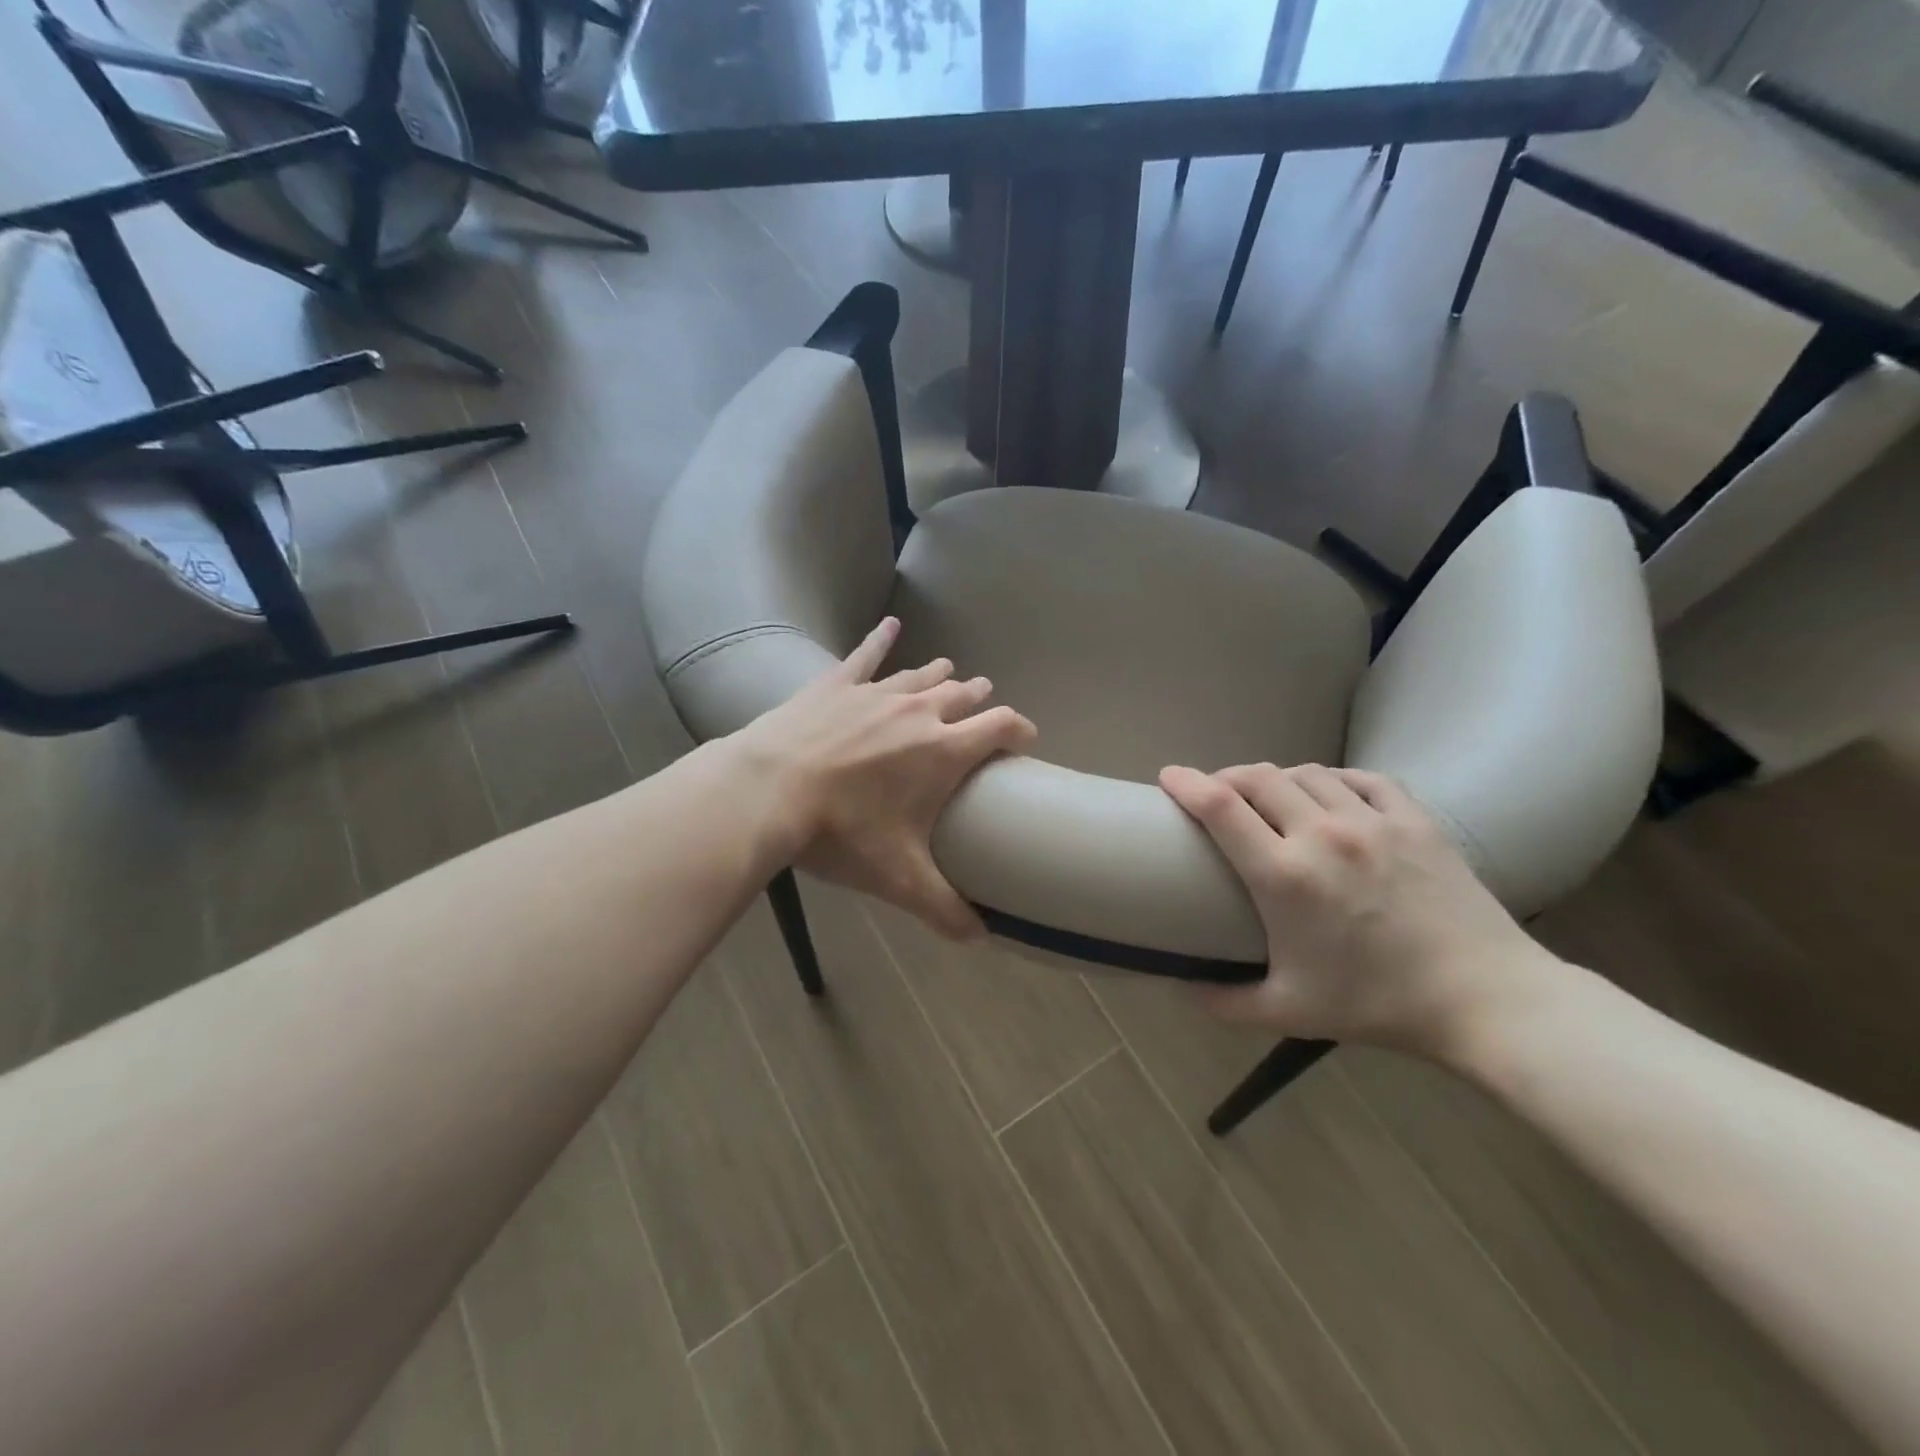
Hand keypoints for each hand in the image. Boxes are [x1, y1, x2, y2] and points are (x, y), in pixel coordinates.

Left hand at [734, 618, 1037, 939]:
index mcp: (943, 751)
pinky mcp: (837, 684)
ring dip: (941, 675)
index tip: (1026, 738)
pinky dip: (881, 638)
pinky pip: (865, 654)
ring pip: (921, 676)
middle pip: (962, 696)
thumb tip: (981, 939)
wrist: (769, 790)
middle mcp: (919, 712)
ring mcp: (876, 692)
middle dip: (979, 700)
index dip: (1019, 729)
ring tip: (953, 671)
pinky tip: (891, 622)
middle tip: (984, 704)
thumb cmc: (842, 832)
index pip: (999, 727)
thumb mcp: (899, 878)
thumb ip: (944, 908)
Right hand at [1159, 762, 1555, 1059]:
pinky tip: (1327, 794)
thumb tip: (1175, 987)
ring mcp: (1372, 821)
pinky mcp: (1414, 819)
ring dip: (1276, 778)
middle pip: (1257, 777)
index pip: (1219, 807)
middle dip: (1225, 777)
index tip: (1167, 776)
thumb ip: (1222, 1001)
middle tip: (1216, 795)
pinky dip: (1331, 779)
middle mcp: (1322, 834)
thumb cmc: (1377, 1005)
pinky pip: (1360, 778)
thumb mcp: (1288, 1012)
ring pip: (1306, 772)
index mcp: (1284, 876)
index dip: (1185, 783)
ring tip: (1269, 797)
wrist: (1484, 999)